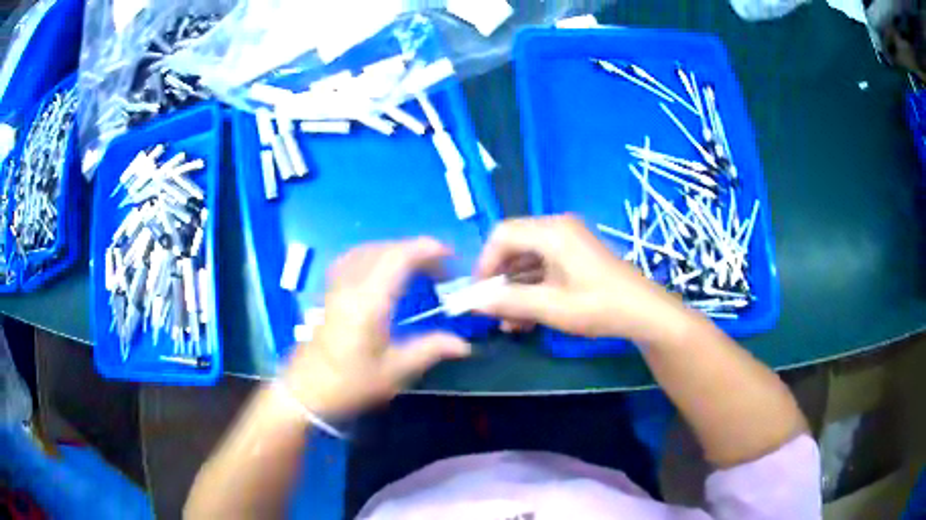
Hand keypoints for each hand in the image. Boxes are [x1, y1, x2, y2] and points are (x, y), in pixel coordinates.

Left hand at [283, 238, 470, 417]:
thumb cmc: (350, 383)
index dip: (427, 249)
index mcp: (369, 300)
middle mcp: (351, 285)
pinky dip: (374, 256)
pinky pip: (353, 259)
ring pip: (367, 250)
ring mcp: (336, 286)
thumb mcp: (395, 371)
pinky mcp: (329, 292)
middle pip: (385, 249)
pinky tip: (382, 272)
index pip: (398, 257)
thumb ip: (430, 350)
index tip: (451, 257)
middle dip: (416, 250)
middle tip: (441, 269)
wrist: (306, 392)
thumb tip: (464, 345)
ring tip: (417, 268)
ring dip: (395, 251)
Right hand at [475, 214, 690, 342]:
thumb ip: (509, 302)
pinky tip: (527, 317)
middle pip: (513, 246)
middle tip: (492, 310)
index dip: (484, 263)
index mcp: (552, 232)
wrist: (645, 312)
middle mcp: (558, 228)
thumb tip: (472, 302)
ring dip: (515, 289)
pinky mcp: (576, 255)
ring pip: (527, 259)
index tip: (478, 294)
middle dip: (500, 280)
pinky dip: (532, 288)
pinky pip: (543, 266)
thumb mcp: (551, 307)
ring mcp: (569, 241)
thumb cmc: (600, 306)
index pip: (502, 235)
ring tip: (510, 322)